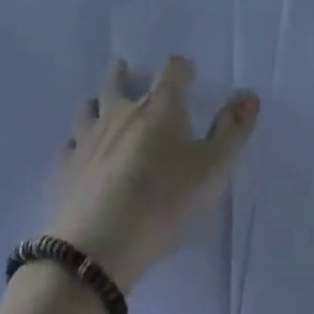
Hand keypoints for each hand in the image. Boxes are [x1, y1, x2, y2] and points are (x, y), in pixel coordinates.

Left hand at [43, 56, 258, 290]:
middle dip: (124, 74)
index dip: (181, 68)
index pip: (171, 70)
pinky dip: (74, 144)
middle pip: (118, 81)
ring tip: (98, 105)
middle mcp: (120, 112)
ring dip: (95, 103)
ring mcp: (87, 138)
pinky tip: (77, 153)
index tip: (187, 73)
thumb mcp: (212, 169)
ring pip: (88, 108)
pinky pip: (68, 147)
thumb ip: (233, 130)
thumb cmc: (164, 201)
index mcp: (159, 106)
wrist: (98, 245)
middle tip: (125, 70)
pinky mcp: (64, 168)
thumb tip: (249, 94)